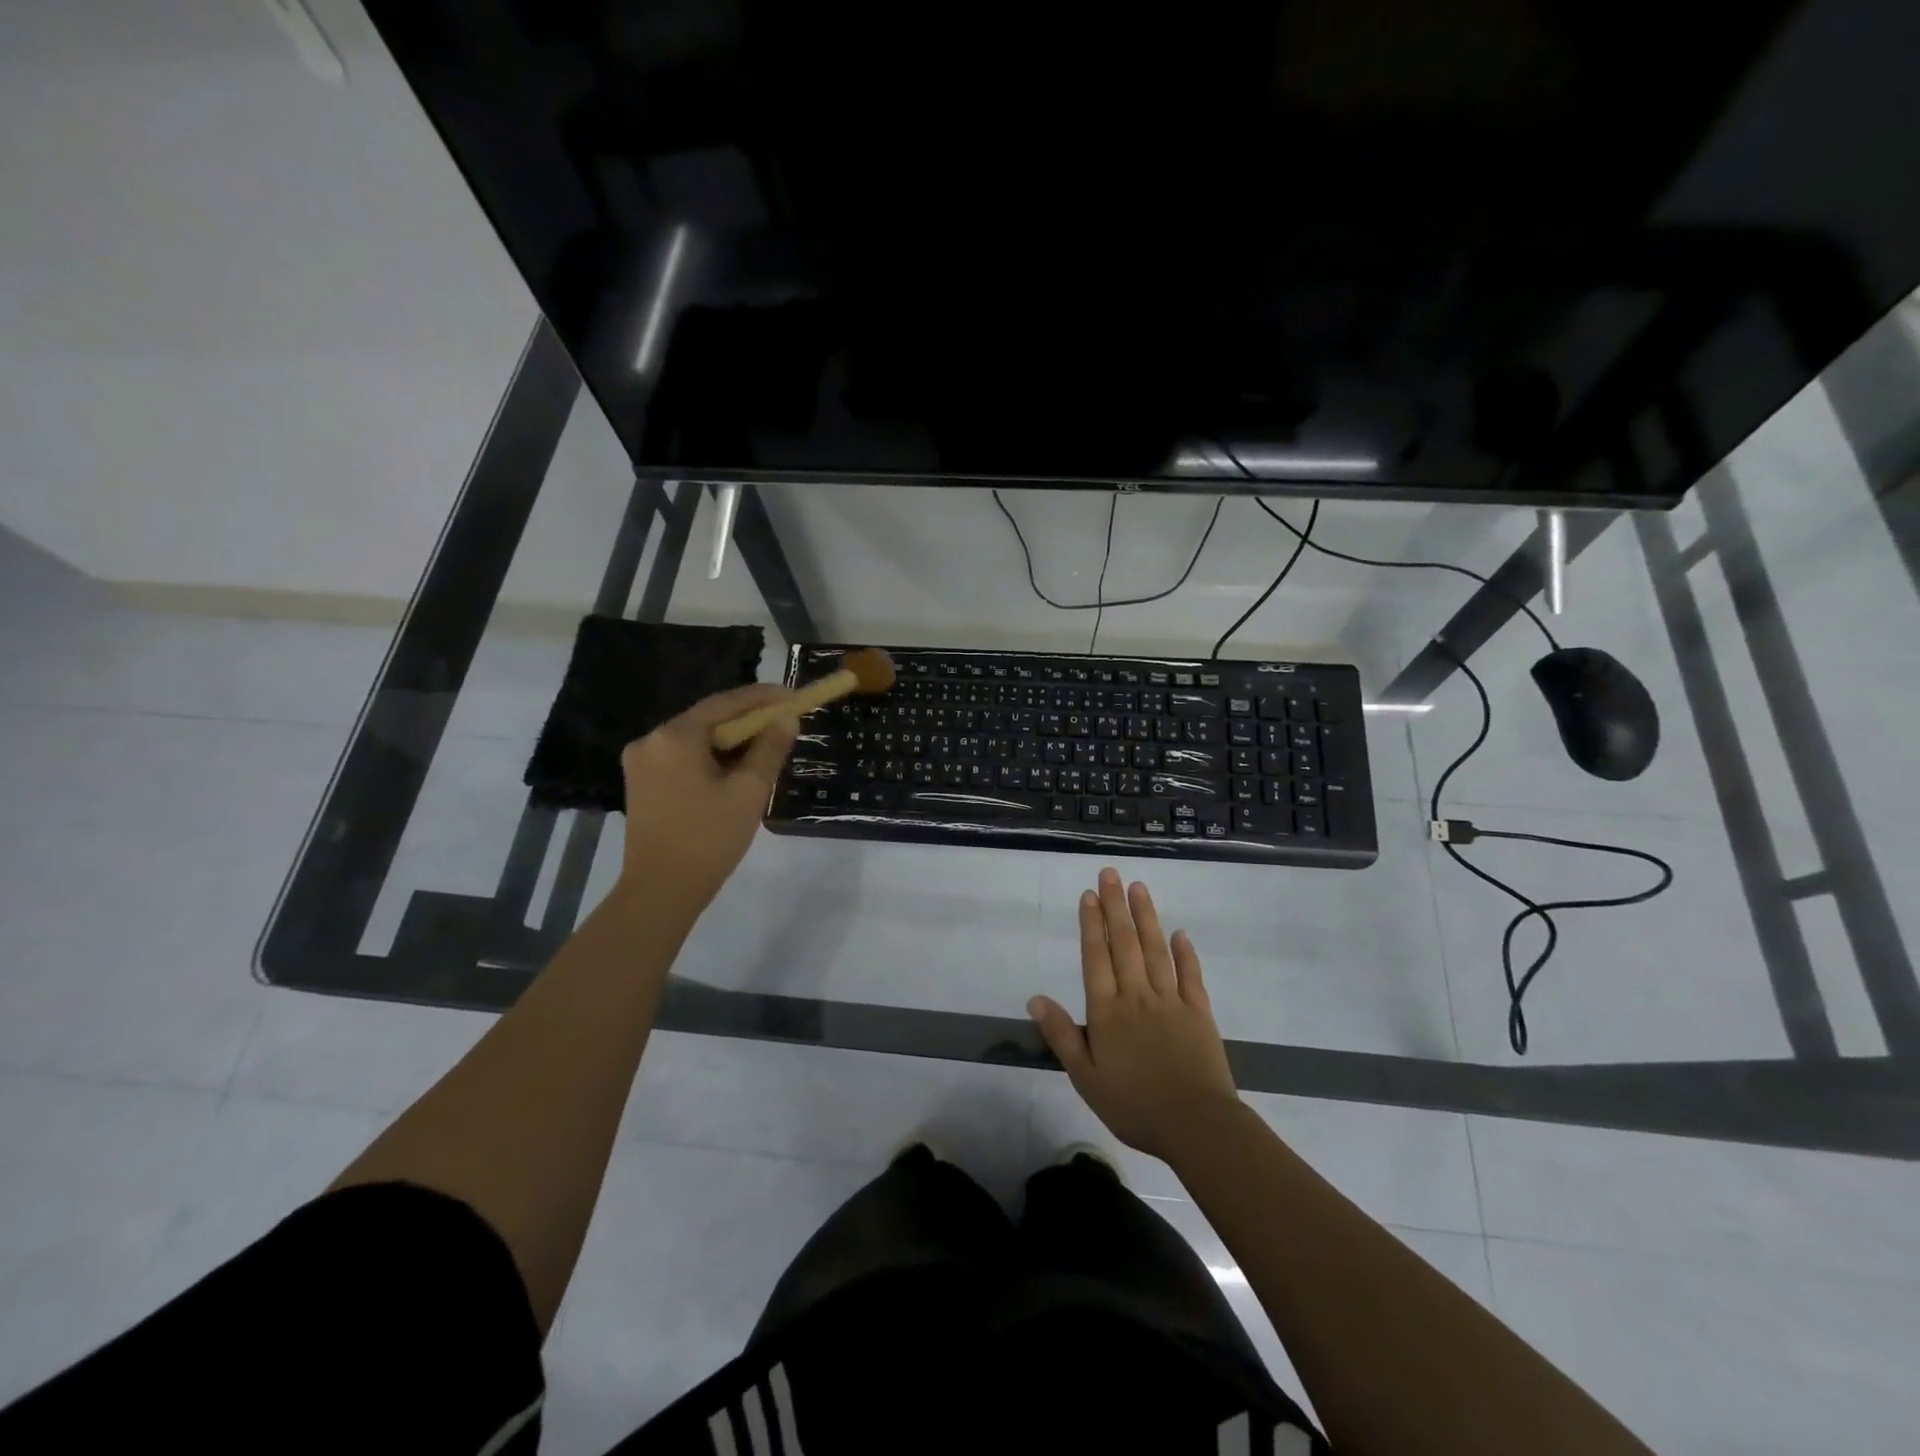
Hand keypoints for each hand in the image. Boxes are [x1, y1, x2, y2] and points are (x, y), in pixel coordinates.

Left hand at [618, 684, 797, 910]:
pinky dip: (710, 757)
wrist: (660, 890)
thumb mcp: (749, 791)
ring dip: (730, 741)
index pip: (726, 703)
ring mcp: (641, 762)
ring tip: (765, 749)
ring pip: (696, 739)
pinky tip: (734, 770)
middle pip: (709, 719)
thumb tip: (787, 720)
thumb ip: (770, 749)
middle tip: (783, 724)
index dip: (763, 697)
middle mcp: (651, 739)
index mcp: (675, 736)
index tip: (793, 697)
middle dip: (748, 720)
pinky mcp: (641, 782)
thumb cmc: (709, 839)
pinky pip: (683, 756)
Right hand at [1028, 867, 1240, 1161]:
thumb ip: (1062, 1035)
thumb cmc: (1134, 1105)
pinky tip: (1179, 933)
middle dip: (1115, 906)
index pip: (1096, 957)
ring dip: (1146, 917)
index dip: (1090, 924)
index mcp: (1107, 1011)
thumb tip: (1034, 999)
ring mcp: (1171, 1001)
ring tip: (1139, 888)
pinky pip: (1190, 975)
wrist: (1196, 1125)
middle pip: (1124, 943)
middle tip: (1111, 874)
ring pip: (1155, 950)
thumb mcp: (1086, 1077)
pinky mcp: (1199, 1013)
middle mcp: (1137, 996)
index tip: (1088, 894)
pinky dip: (1185, 952)